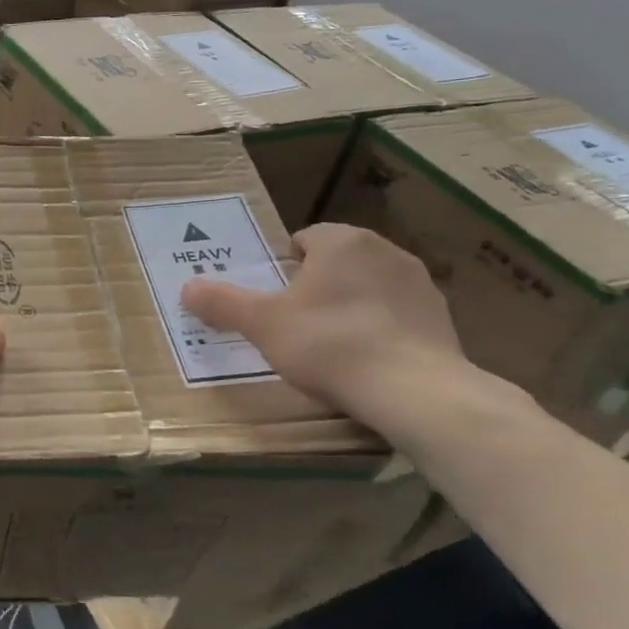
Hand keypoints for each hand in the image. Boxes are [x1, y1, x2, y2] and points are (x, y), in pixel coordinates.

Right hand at [181, 223, 465, 418]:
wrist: (413, 390)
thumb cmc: (328, 343)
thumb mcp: (262, 324)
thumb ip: (223, 303)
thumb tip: (187, 288)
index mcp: (342, 241)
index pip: (304, 239)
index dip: (284, 267)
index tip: (273, 299)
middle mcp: (385, 251)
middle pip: (337, 262)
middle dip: (316, 286)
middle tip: (294, 323)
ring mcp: (420, 284)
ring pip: (368, 287)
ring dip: (350, 306)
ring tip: (330, 346)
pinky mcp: (442, 319)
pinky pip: (397, 315)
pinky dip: (380, 330)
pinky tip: (367, 361)